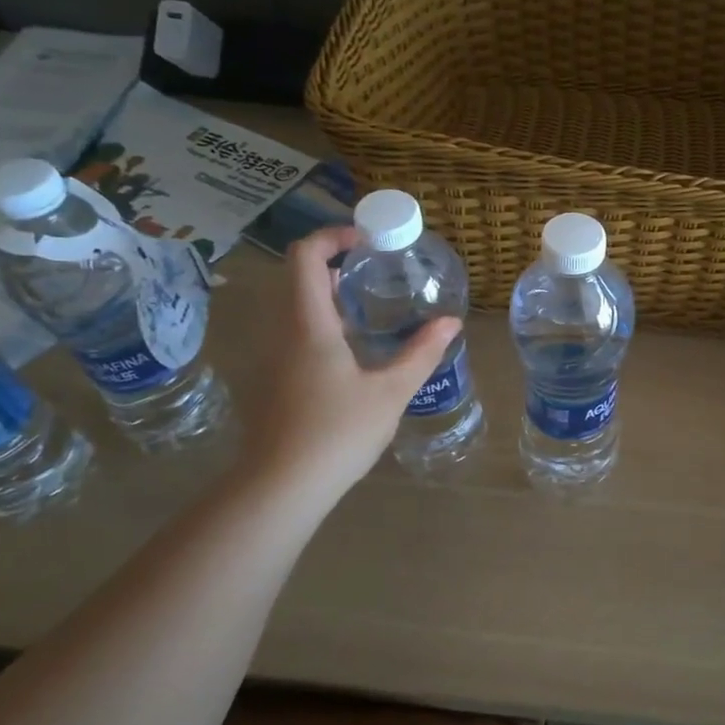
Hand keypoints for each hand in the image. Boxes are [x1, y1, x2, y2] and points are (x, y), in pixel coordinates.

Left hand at [239, 227, 458, 500]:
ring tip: (369, 308)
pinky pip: (294, 333)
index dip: (333, 236)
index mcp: (308, 324)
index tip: (368, 240)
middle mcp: (283, 332)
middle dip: (334, 264)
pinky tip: (352, 352)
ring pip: (294, 307)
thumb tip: (451, 322)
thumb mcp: (390, 392)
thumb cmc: (337, 432)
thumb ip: (421, 353)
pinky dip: (321, 323)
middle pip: (297, 277)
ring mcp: (273, 357)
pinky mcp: (273, 381)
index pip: (305, 256)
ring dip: (327, 295)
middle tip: (375, 271)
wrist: (280, 487)